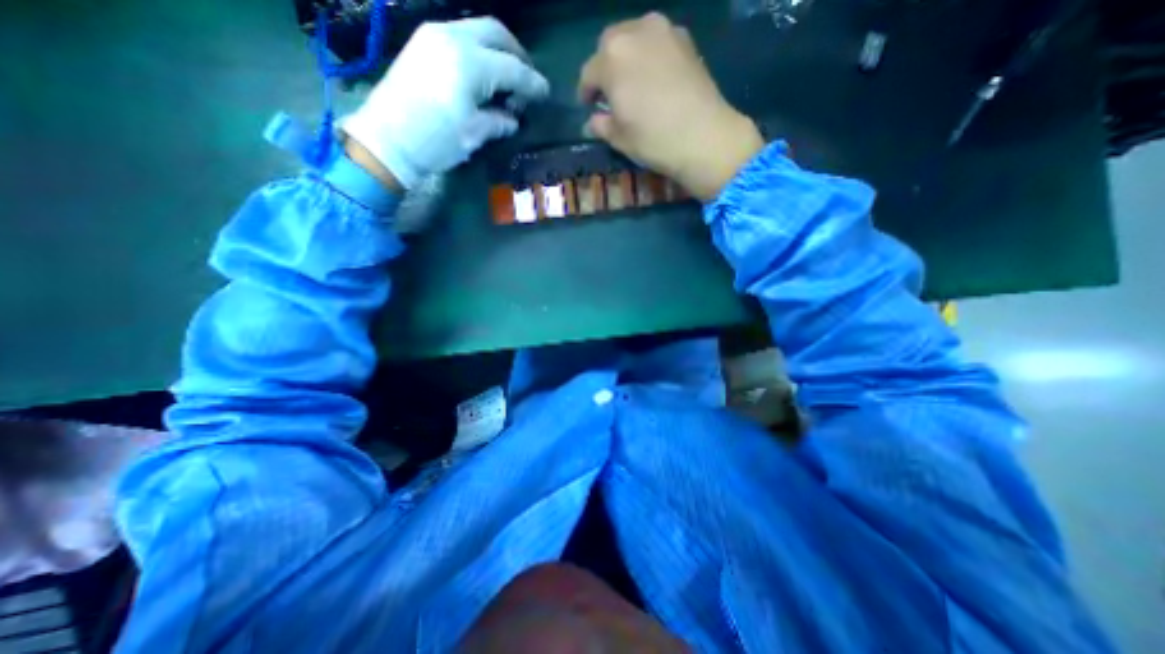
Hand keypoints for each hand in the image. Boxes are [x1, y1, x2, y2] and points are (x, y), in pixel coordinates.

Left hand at [342, 17, 549, 188]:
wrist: (386, 140)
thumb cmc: (435, 142)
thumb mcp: (473, 135)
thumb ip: (498, 121)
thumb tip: (512, 118)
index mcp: (470, 64)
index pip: (512, 68)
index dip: (532, 83)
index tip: (545, 93)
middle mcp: (452, 38)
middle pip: (496, 33)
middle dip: (517, 55)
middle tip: (527, 80)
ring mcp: (433, 35)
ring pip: (477, 29)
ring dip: (497, 50)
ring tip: (507, 78)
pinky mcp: (422, 43)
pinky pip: (460, 36)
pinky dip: (478, 50)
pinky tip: (483, 73)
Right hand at [575, 12, 766, 199]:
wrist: (704, 136)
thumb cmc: (653, 139)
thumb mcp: (619, 138)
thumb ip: (601, 125)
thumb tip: (593, 121)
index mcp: (612, 58)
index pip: (589, 73)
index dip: (586, 92)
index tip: (588, 106)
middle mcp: (635, 32)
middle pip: (610, 44)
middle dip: (605, 67)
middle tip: (610, 92)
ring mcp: (664, 31)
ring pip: (635, 36)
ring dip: (628, 56)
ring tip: (632, 82)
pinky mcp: (685, 39)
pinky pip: (657, 41)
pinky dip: (650, 55)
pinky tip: (654, 77)